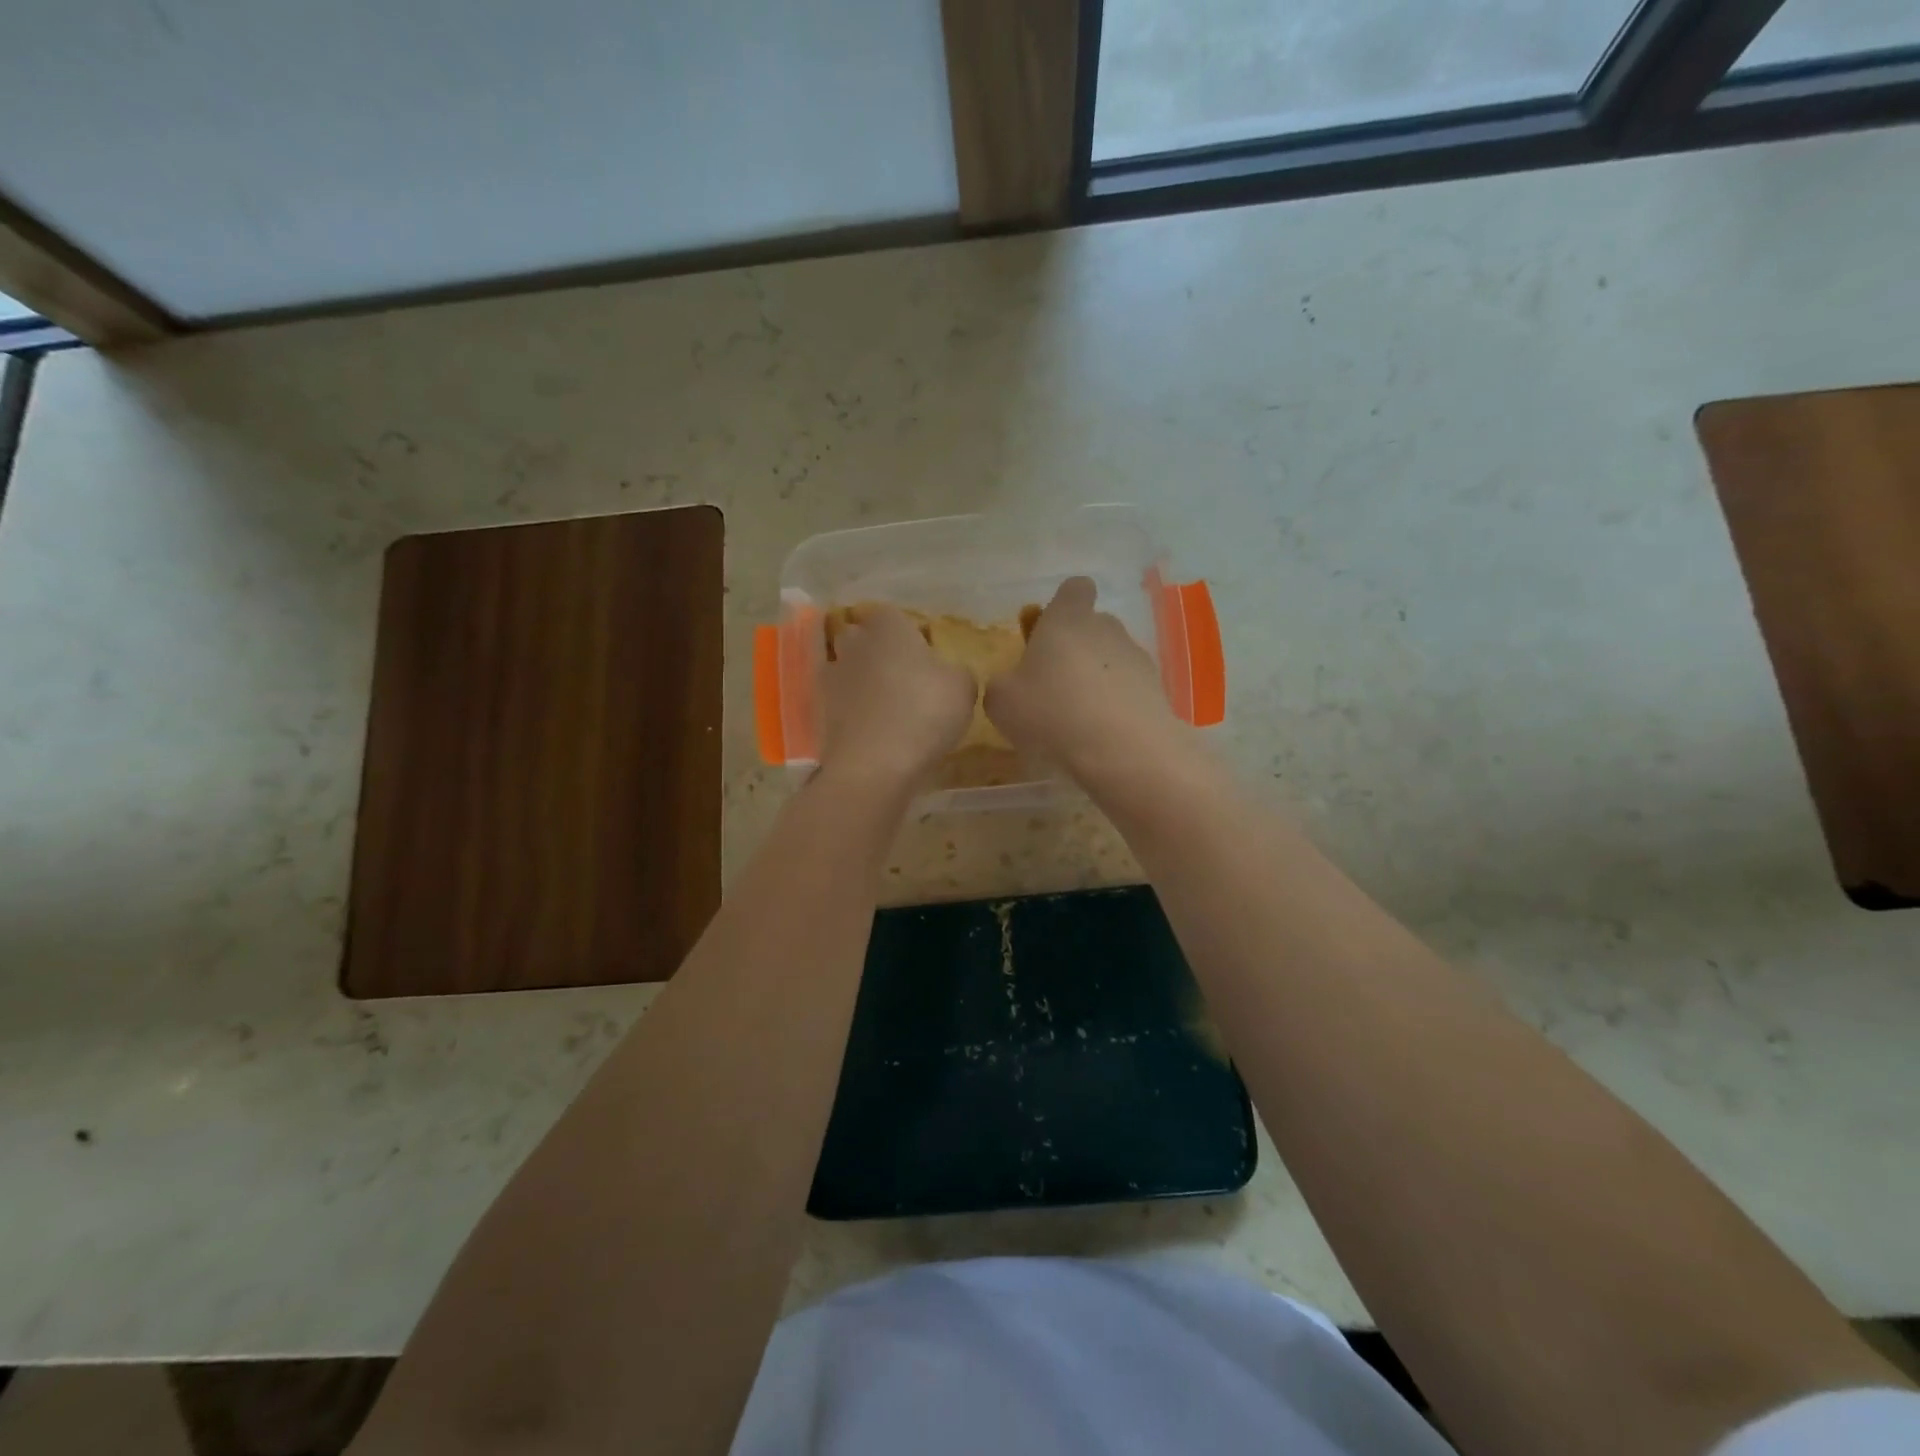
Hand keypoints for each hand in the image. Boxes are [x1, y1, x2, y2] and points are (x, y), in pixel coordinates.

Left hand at [818, 604, 975, 795]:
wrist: (875, 764)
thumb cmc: (925, 712)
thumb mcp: (963, 687)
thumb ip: (955, 671)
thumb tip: (946, 672)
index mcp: (889, 625)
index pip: (891, 614)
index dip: (906, 630)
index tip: (922, 651)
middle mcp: (855, 642)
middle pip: (861, 636)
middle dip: (876, 648)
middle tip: (902, 673)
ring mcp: (831, 676)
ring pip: (845, 666)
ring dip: (860, 677)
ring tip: (884, 702)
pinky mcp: (819, 710)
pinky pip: (836, 699)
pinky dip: (848, 706)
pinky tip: (868, 722)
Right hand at [985, 577, 1189, 786]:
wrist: (1124, 751)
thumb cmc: (1053, 713)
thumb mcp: (1001, 701)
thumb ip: (1004, 683)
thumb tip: (1013, 683)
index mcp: (1067, 619)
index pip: (1074, 588)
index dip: (1062, 605)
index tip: (1047, 633)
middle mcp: (1107, 628)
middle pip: (1093, 626)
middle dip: (1076, 649)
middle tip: (1053, 687)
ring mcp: (1137, 658)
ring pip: (1113, 660)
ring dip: (1097, 680)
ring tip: (1079, 721)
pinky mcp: (1158, 691)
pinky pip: (1130, 690)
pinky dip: (1117, 707)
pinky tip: (1102, 737)